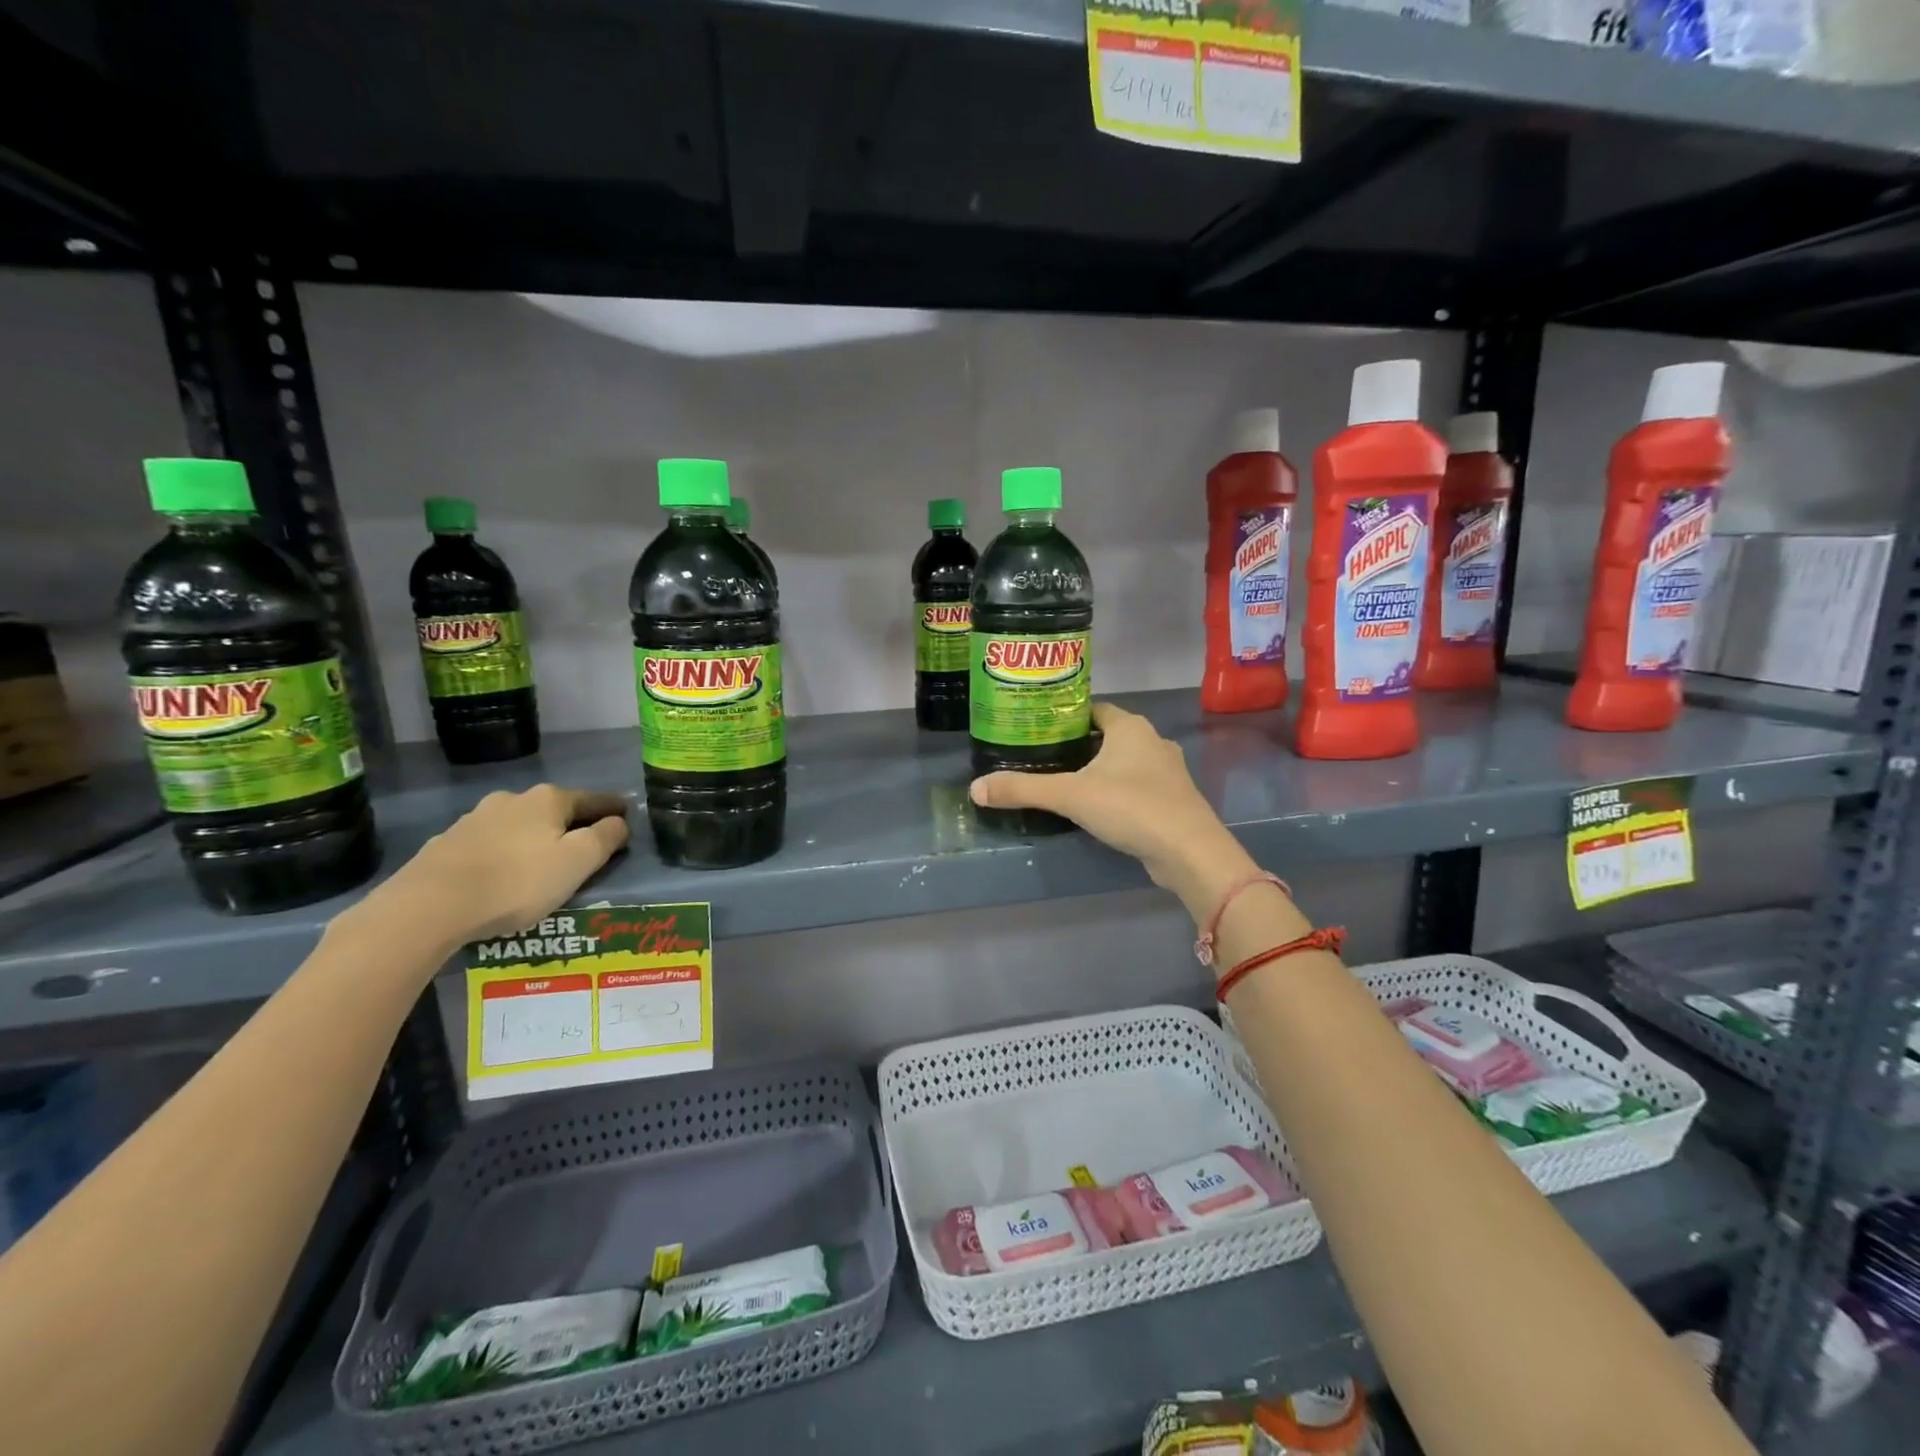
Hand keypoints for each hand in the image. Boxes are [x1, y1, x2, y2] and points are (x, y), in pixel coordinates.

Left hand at [360, 785, 631, 949]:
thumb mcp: (578, 862)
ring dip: (534, 839)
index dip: (613, 808)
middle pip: (554, 810)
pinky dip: (504, 854)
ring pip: (519, 826)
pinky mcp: (447, 844)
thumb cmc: (517, 882)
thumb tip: (619, 822)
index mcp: (548, 800)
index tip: (627, 814)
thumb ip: (605, 838)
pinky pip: (490, 845)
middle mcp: (512, 800)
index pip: (593, 799)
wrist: (428, 907)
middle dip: (571, 824)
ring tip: (541, 864)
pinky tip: (502, 875)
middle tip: (585, 846)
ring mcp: (475, 820)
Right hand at [969, 702, 1256, 917]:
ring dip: (1098, 769)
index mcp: (1129, 727)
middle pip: (1106, 735)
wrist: (1189, 851)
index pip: (1092, 709)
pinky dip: (1115, 791)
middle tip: (1041, 755)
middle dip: (1077, 744)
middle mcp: (1151, 740)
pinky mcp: (1171, 799)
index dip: (1065, 716)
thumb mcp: (1069, 795)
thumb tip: (975, 788)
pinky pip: (1136, 786)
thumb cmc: (1130, 807)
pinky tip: (1095, 808)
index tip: (1037, 727)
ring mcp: (1166, 771)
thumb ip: (1022, 790)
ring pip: (1123, 762)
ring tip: (1063, 782)